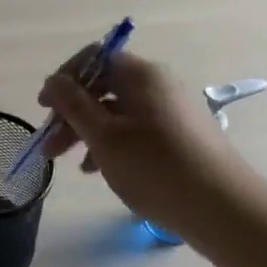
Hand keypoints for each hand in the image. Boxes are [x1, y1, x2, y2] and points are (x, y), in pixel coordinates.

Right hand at [37, 49, 232, 227]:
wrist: (222, 208)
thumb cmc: (155, 167)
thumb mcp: (104, 136)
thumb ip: (73, 105)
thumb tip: (54, 81)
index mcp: (140, 75)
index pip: (93, 59)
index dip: (64, 79)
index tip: (44, 108)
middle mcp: (157, 84)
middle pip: (103, 87)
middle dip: (71, 114)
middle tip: (50, 146)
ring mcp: (171, 110)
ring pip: (117, 111)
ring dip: (88, 132)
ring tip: (71, 164)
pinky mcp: (179, 135)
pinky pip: (135, 129)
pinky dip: (112, 143)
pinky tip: (99, 170)